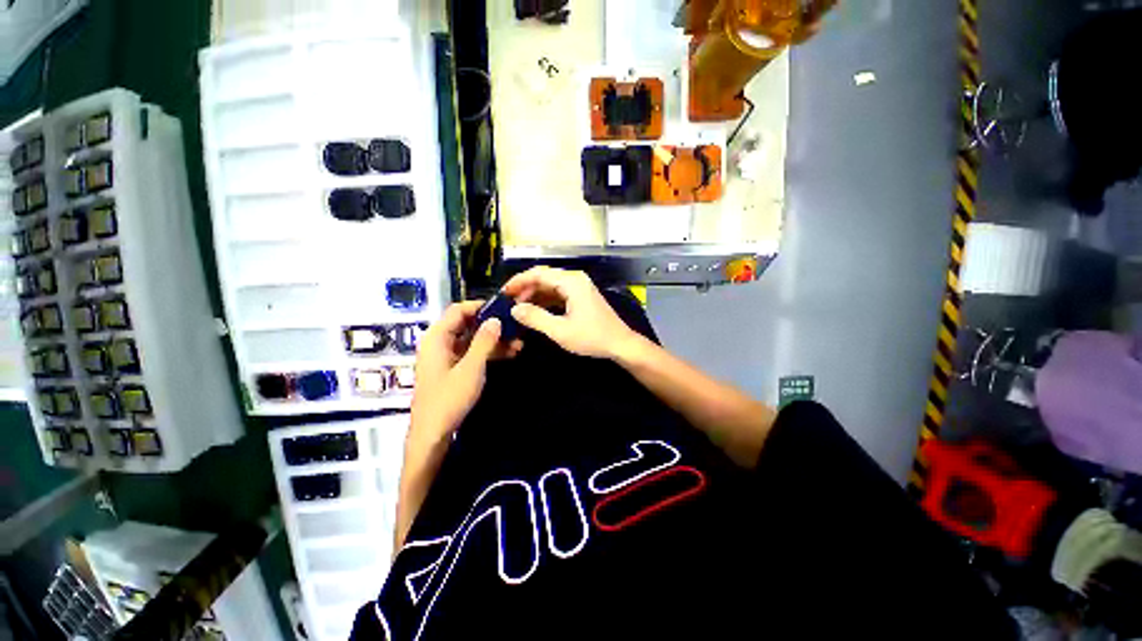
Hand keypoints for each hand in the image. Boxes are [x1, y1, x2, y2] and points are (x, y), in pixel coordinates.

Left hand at [411, 301, 522, 443]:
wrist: (432, 434)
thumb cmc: (448, 399)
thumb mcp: (471, 368)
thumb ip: (484, 342)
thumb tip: (496, 319)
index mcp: (437, 337)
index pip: (459, 310)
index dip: (481, 306)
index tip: (504, 308)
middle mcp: (440, 342)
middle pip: (467, 324)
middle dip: (492, 325)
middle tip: (516, 327)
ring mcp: (446, 356)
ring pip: (473, 339)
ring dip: (494, 340)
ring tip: (519, 343)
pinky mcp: (453, 368)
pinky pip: (472, 353)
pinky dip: (489, 352)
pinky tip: (509, 354)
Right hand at [502, 266, 640, 359]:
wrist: (620, 344)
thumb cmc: (592, 337)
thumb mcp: (560, 330)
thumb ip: (535, 318)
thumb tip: (515, 309)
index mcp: (571, 282)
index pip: (538, 274)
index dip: (518, 281)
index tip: (503, 293)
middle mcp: (575, 279)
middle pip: (544, 278)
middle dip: (525, 289)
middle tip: (509, 303)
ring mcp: (579, 287)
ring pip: (550, 286)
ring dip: (535, 296)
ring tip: (519, 309)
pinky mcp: (581, 297)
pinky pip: (558, 294)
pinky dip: (545, 301)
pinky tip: (535, 311)